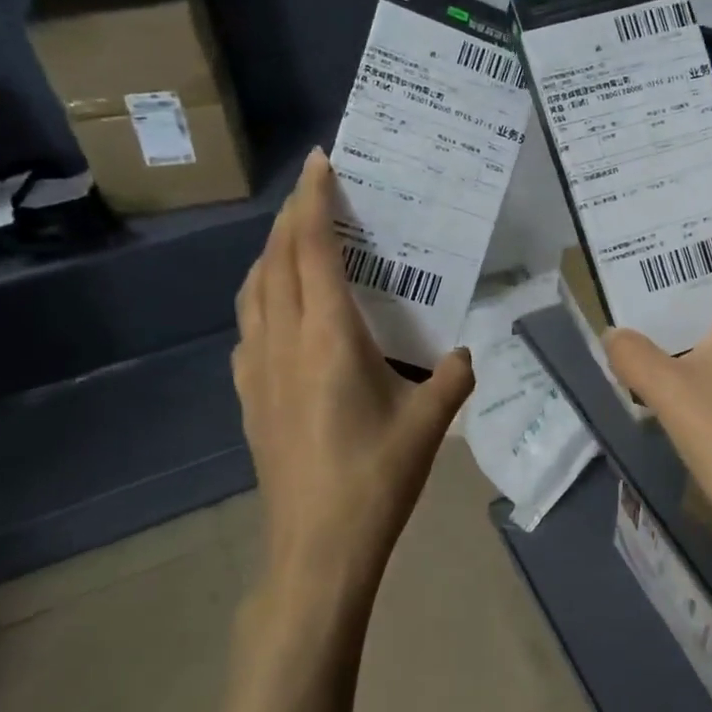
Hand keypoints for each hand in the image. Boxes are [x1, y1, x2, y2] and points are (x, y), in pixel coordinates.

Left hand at [233, 149, 473, 612]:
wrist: (316, 548)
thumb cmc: (375, 478)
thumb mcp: (429, 422)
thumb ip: (453, 376)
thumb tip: (464, 353)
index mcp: (327, 337)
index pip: (310, 249)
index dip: (313, 201)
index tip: (322, 163)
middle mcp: (282, 341)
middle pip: (274, 259)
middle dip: (291, 217)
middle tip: (317, 193)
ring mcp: (255, 368)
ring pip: (253, 290)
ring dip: (271, 254)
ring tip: (297, 241)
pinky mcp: (247, 395)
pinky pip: (249, 325)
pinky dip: (263, 295)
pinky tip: (284, 311)